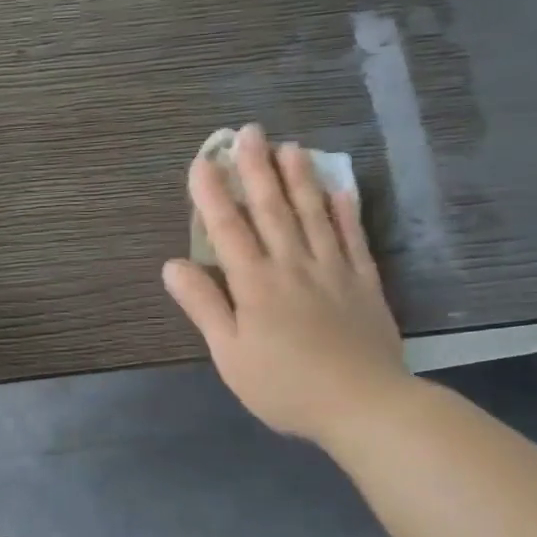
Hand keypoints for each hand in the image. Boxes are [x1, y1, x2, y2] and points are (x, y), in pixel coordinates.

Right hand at [162, 124, 411, 444]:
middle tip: (249, 132)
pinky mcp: (364, 283)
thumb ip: (203, 306)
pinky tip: (340, 189)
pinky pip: (353, 238)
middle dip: (256, 169)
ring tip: (290, 147)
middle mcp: (293, 265)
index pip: (228, 229)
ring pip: (313, 214)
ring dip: (299, 179)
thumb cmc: (284, 385)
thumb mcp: (229, 354)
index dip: (212, 194)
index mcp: (256, 284)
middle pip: (272, 209)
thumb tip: (172, 265)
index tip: (202, 161)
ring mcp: (333, 270)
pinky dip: (345, 212)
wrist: (363, 404)